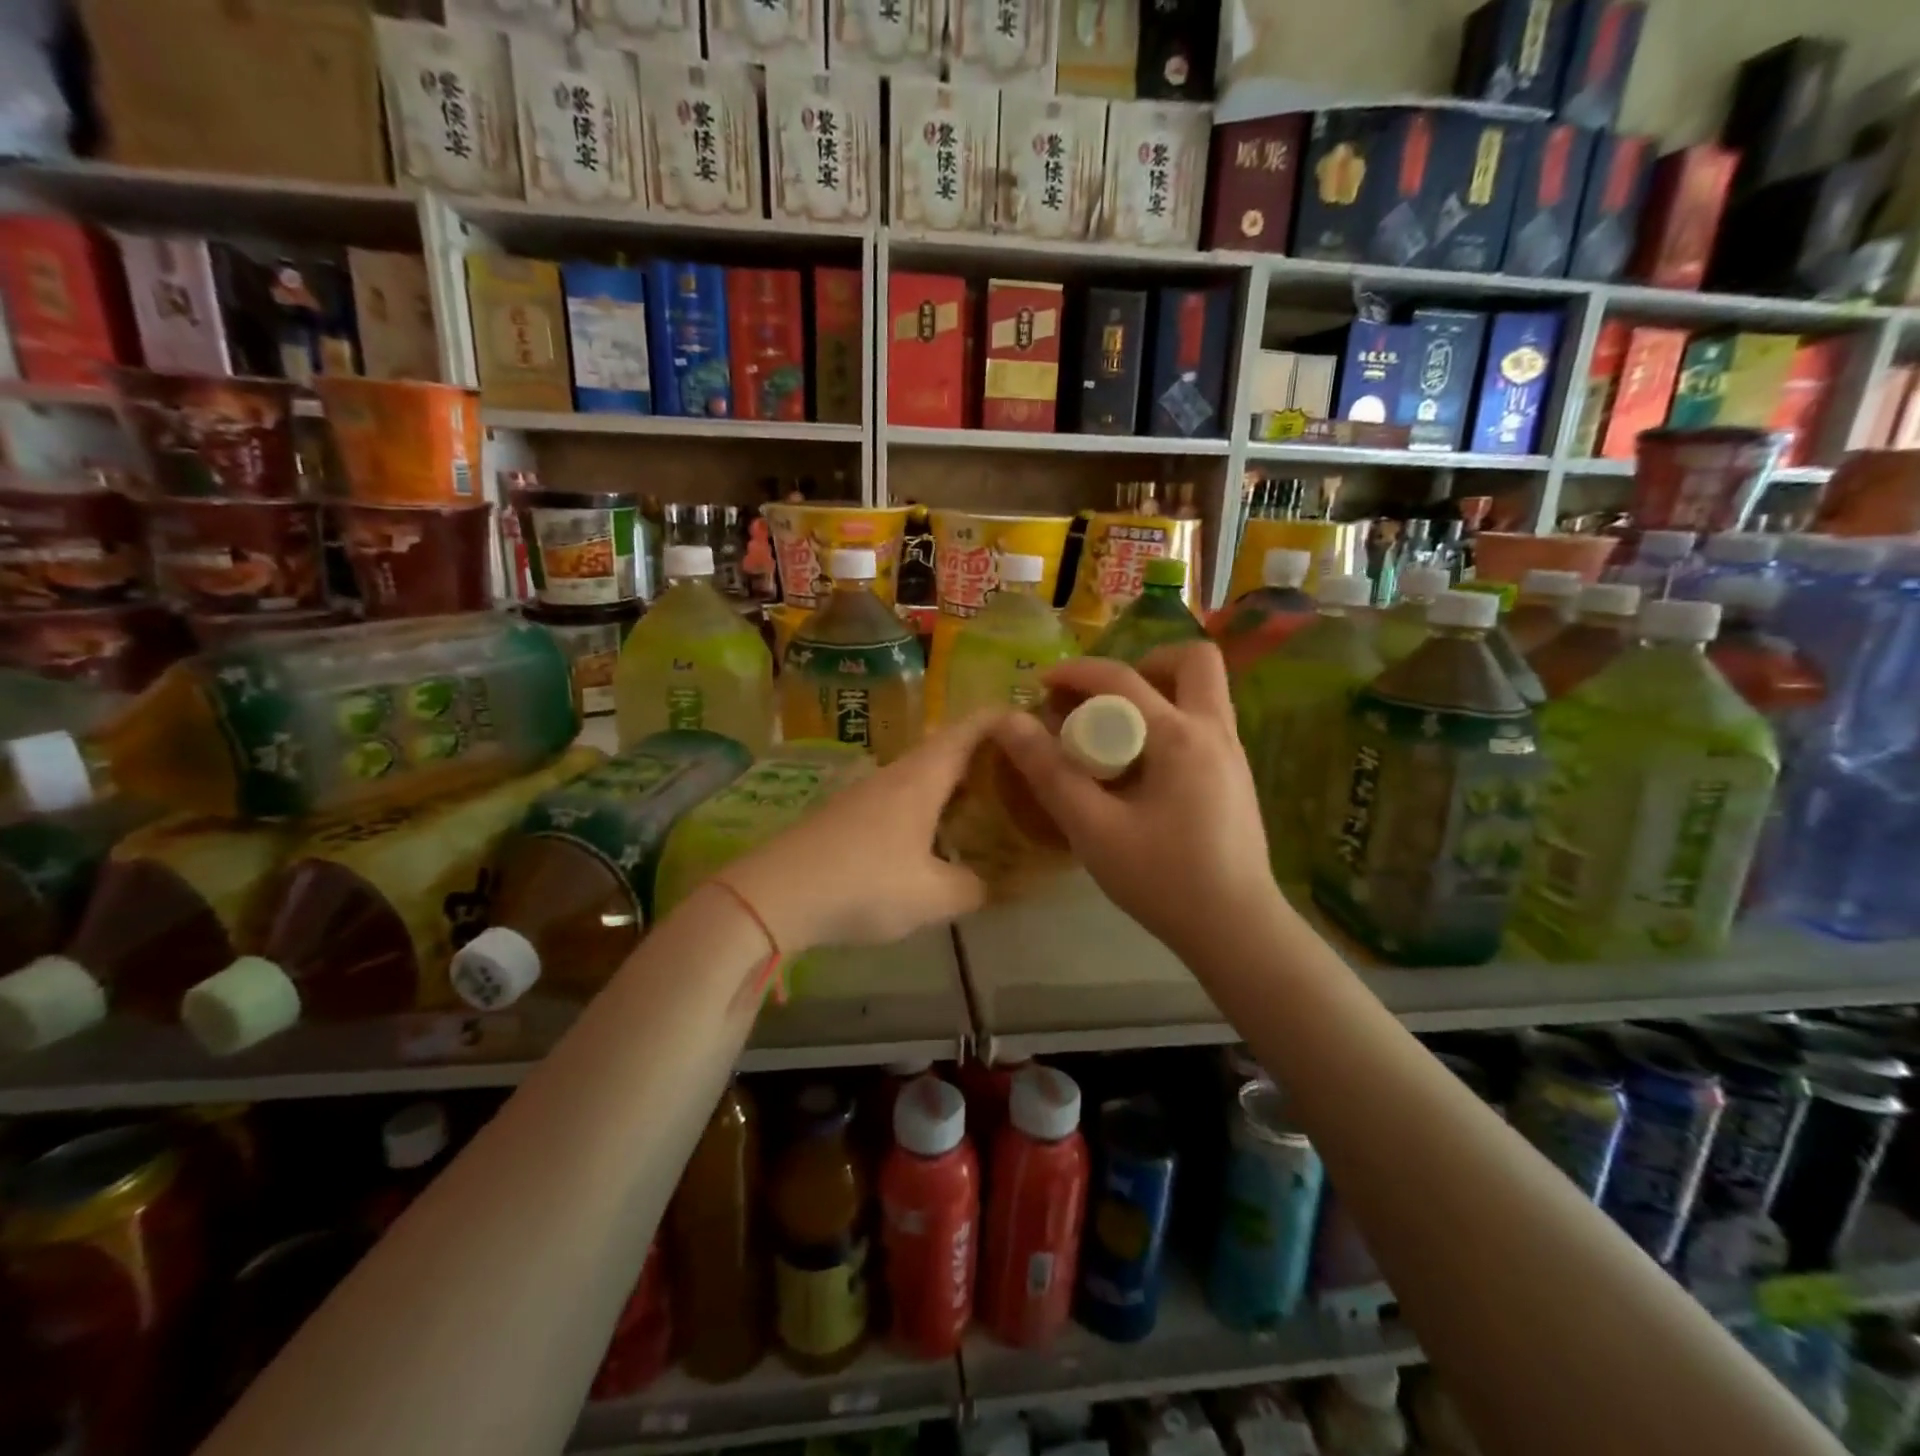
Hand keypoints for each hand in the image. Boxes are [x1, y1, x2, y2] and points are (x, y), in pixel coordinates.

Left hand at [722, 713, 1004, 950]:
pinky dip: (929, 805)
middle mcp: (896, 773)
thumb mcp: (932, 896)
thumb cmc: (864, 884)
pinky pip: (902, 796)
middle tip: (1024, 776)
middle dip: (987, 756)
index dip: (1004, 720)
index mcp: (923, 776)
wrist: (774, 895)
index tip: (1037, 726)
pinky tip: (936, 836)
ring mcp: (867, 792)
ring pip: (923, 774)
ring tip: (988, 806)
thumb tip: (998, 884)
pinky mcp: (848, 814)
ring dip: (956, 783)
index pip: (971, 728)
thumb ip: (974, 888)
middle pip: (949, 748)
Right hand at [992, 643, 1280, 956]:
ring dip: (1158, 694)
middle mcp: (1216, 732)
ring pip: (1204, 691)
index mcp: (1182, 738)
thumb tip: (1008, 723)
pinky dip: (1169, 723)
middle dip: (1144, 665)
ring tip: (1116, 734)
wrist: (1237, 931)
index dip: (1077, 672)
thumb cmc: (1164, 880)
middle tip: (1106, 700)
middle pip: (1195, 661)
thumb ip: (1050, 773)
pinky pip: (1204, 723)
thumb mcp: (1094, 830)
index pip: (1124, 680)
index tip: (1042, 684)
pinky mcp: (1236, 777)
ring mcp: (1234, 754)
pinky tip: (1141, 771)